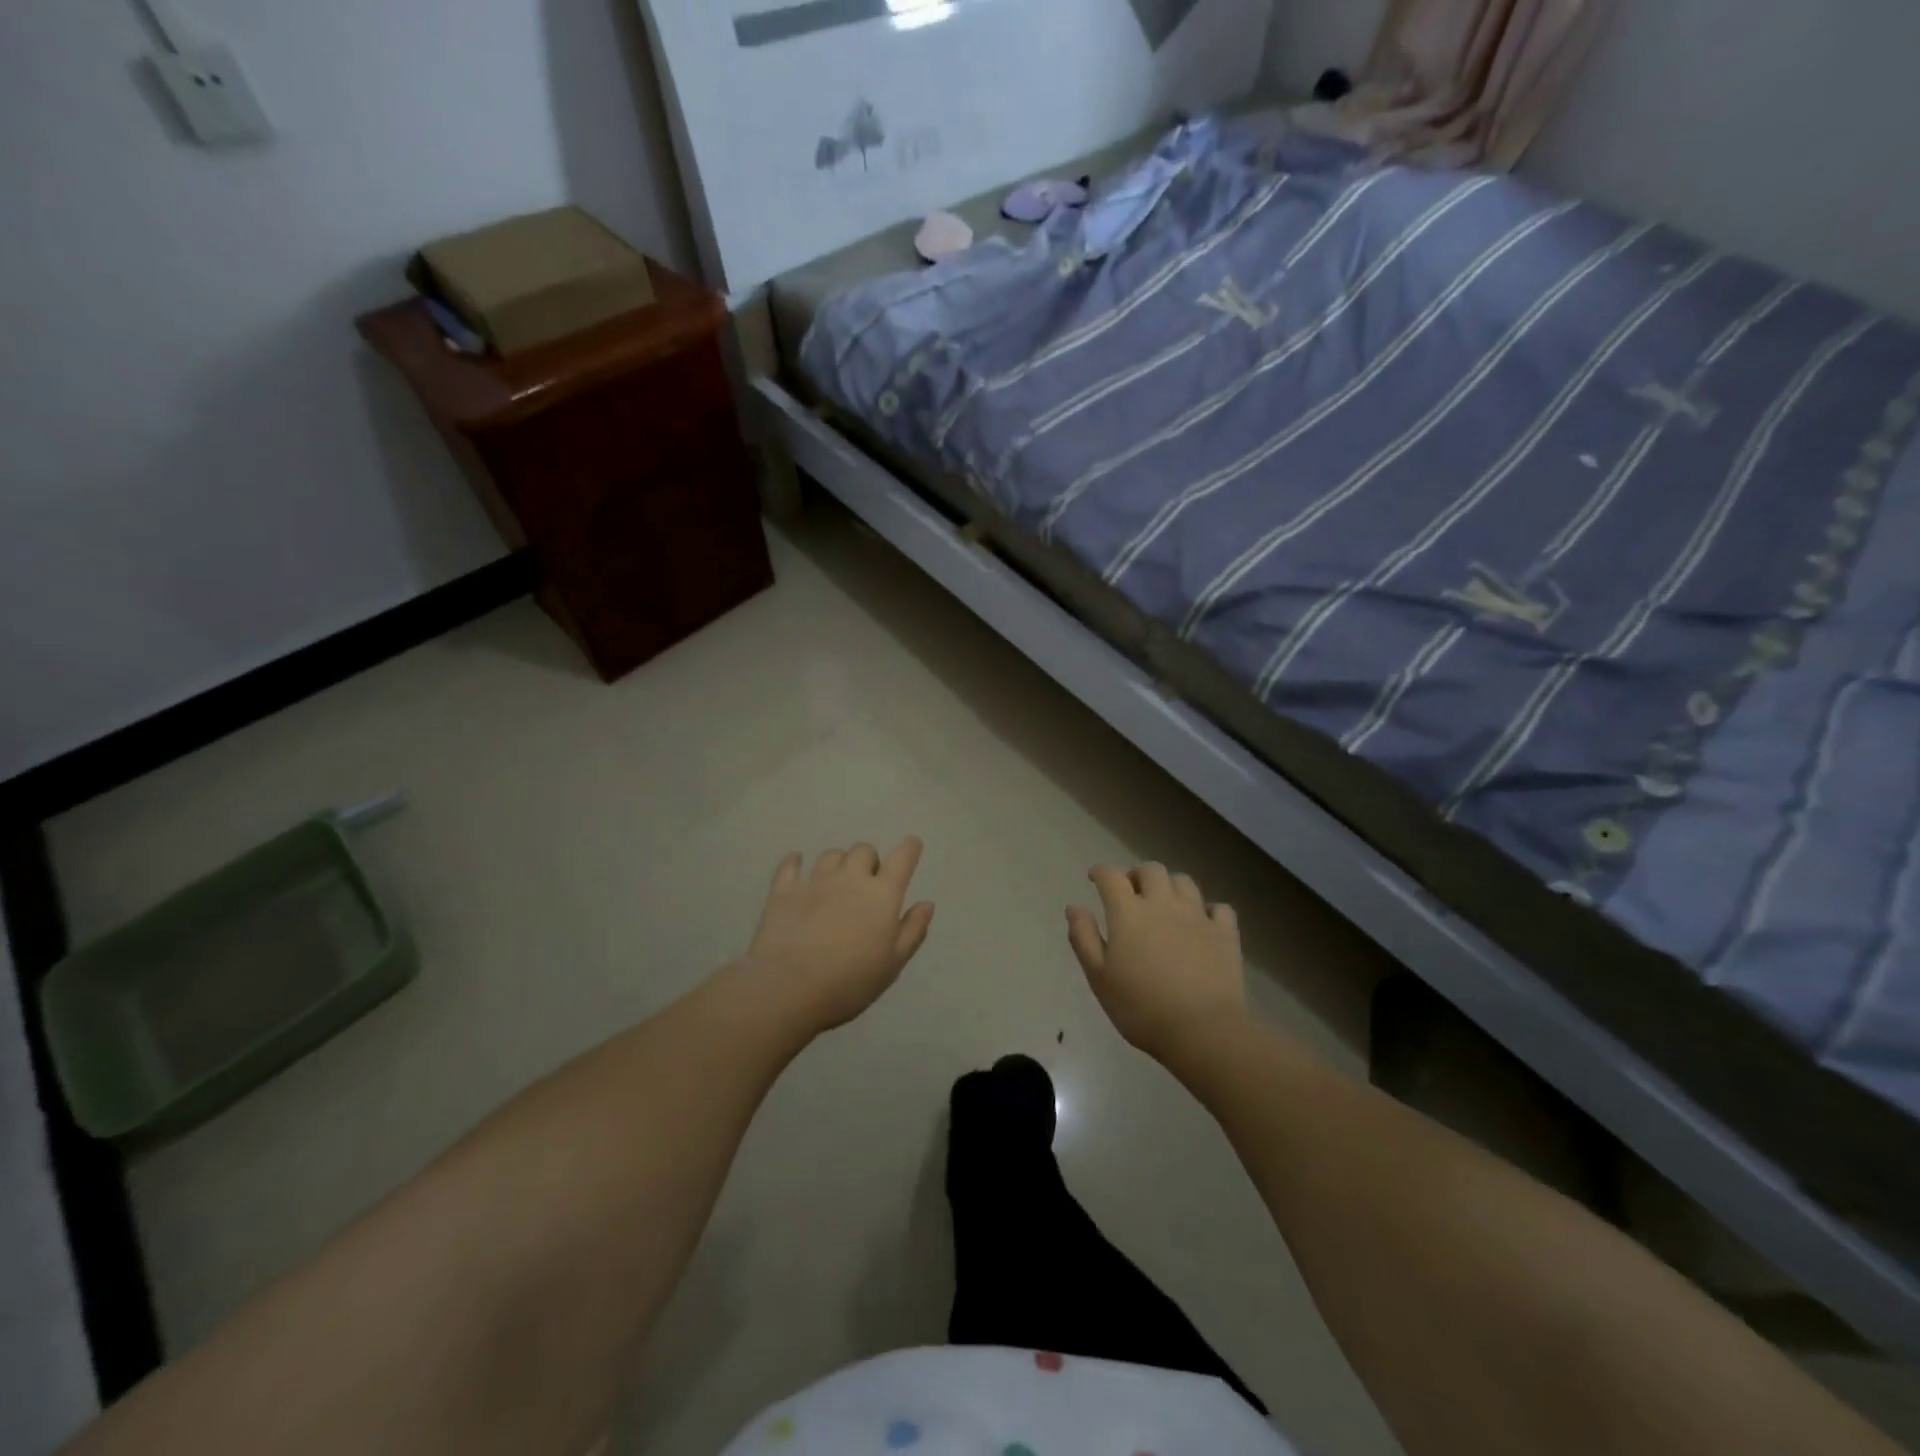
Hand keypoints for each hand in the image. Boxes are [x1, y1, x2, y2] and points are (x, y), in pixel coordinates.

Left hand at [742, 839, 934, 1034]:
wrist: (788, 988)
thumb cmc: (850, 981)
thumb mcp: (893, 964)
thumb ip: (913, 930)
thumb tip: (927, 903)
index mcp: (882, 894)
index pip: (902, 858)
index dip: (910, 848)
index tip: (912, 845)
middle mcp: (850, 878)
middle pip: (864, 850)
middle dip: (869, 861)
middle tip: (867, 884)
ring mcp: (815, 881)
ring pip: (831, 854)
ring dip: (838, 862)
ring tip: (836, 881)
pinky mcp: (784, 890)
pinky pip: (791, 864)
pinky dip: (796, 861)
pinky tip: (796, 863)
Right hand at [1067, 863, 1247, 1058]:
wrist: (1203, 1030)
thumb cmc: (1141, 1007)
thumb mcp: (1099, 977)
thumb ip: (1083, 937)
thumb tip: (1075, 907)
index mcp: (1128, 912)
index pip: (1111, 876)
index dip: (1101, 872)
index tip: (1094, 877)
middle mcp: (1163, 903)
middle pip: (1151, 870)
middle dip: (1137, 874)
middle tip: (1130, 891)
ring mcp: (1198, 915)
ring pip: (1184, 881)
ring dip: (1170, 885)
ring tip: (1164, 902)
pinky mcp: (1225, 933)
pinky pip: (1219, 908)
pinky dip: (1208, 909)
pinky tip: (1202, 922)